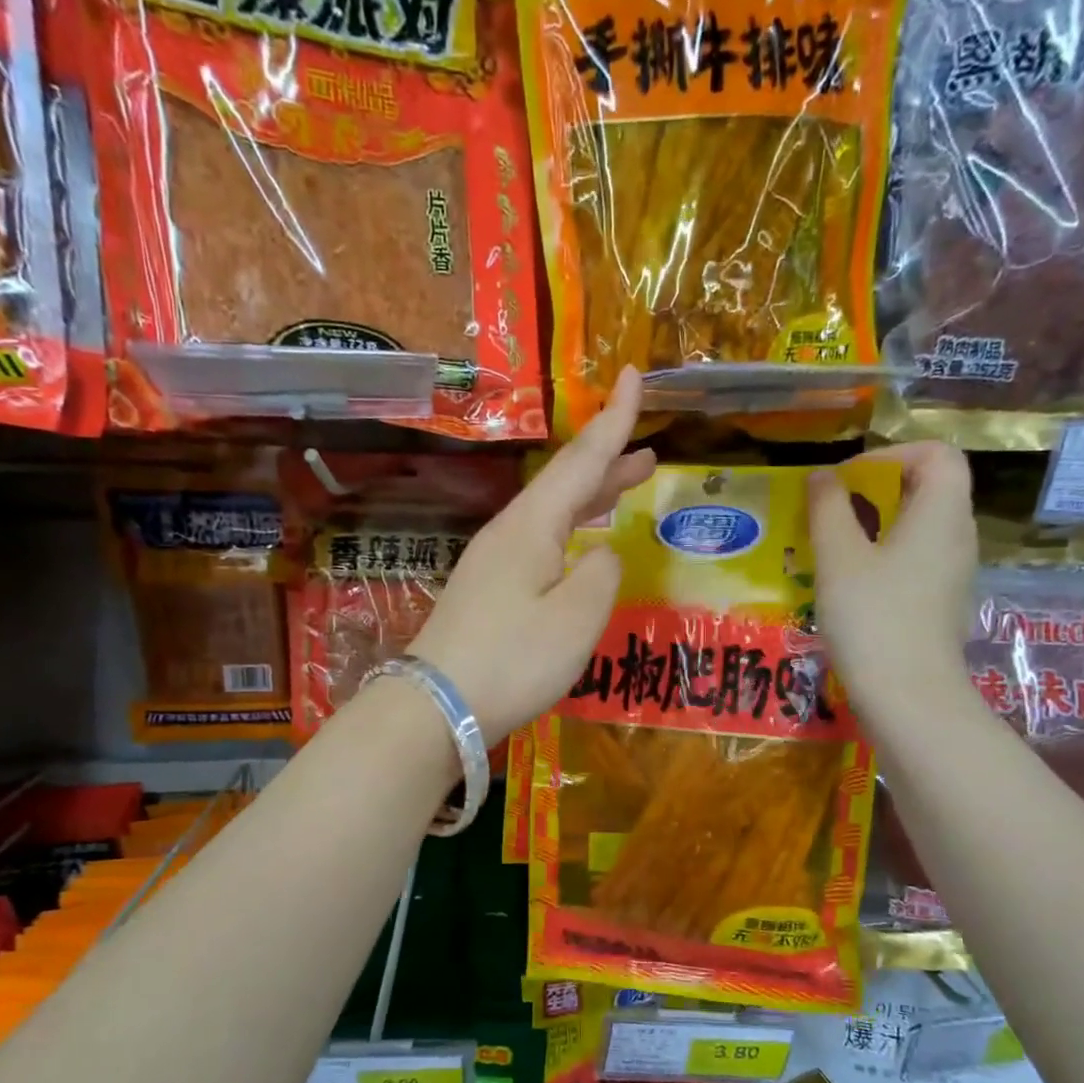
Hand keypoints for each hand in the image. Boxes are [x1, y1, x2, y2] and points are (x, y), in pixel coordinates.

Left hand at [409, 370, 655, 743]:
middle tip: (648, 454)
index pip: (581, 460)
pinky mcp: (488, 590)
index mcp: (532, 526)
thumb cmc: (512, 660)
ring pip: (551, 513)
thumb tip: (602, 553)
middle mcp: (509, 533)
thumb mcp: (576, 618)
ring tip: (625, 488)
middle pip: (565, 485)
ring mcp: (493, 562)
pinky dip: (570, 529)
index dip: (614, 420)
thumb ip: (602, 574)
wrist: (436, 706)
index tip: (635, 376)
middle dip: (608, 463)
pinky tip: (579, 545)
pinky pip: (540, 541)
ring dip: (590, 497)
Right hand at [809, 441, 978, 727]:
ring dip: (878, 523)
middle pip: (929, 487)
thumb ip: (828, 509)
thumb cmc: (873, 617)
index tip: (847, 481)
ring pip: (920, 525)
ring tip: (834, 545)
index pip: (936, 453)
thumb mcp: (838, 558)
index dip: (890, 455)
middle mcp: (957, 535)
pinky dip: (886, 554)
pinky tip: (852, 581)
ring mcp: (954, 571)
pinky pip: (918, 557)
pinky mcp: (941, 600)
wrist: (909, 695)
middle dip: (878, 488)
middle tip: (833, 511)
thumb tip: (823, 477)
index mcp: (941, 513)